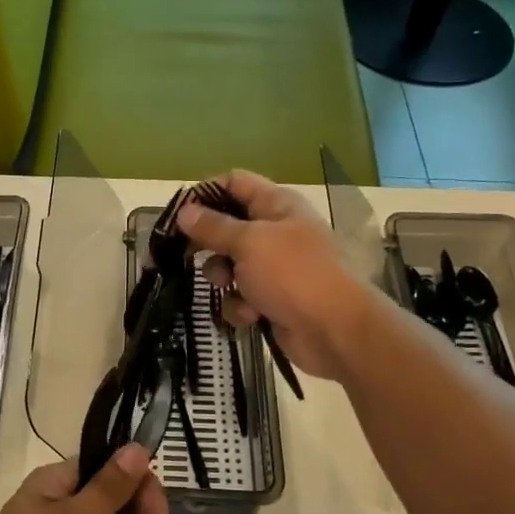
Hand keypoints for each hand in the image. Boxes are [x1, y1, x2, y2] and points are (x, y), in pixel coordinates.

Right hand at [177, 170, 376, 381]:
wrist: (335, 331)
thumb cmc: (294, 274)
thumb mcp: (249, 243)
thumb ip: (213, 227)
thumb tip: (184, 211)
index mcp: (277, 205)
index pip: (235, 183)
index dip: (205, 193)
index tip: (179, 213)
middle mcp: (276, 231)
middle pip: (227, 227)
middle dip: (207, 244)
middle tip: (183, 255)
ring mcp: (275, 268)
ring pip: (230, 266)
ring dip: (224, 280)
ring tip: (230, 288)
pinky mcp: (272, 300)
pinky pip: (241, 297)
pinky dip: (241, 306)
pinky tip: (251, 316)